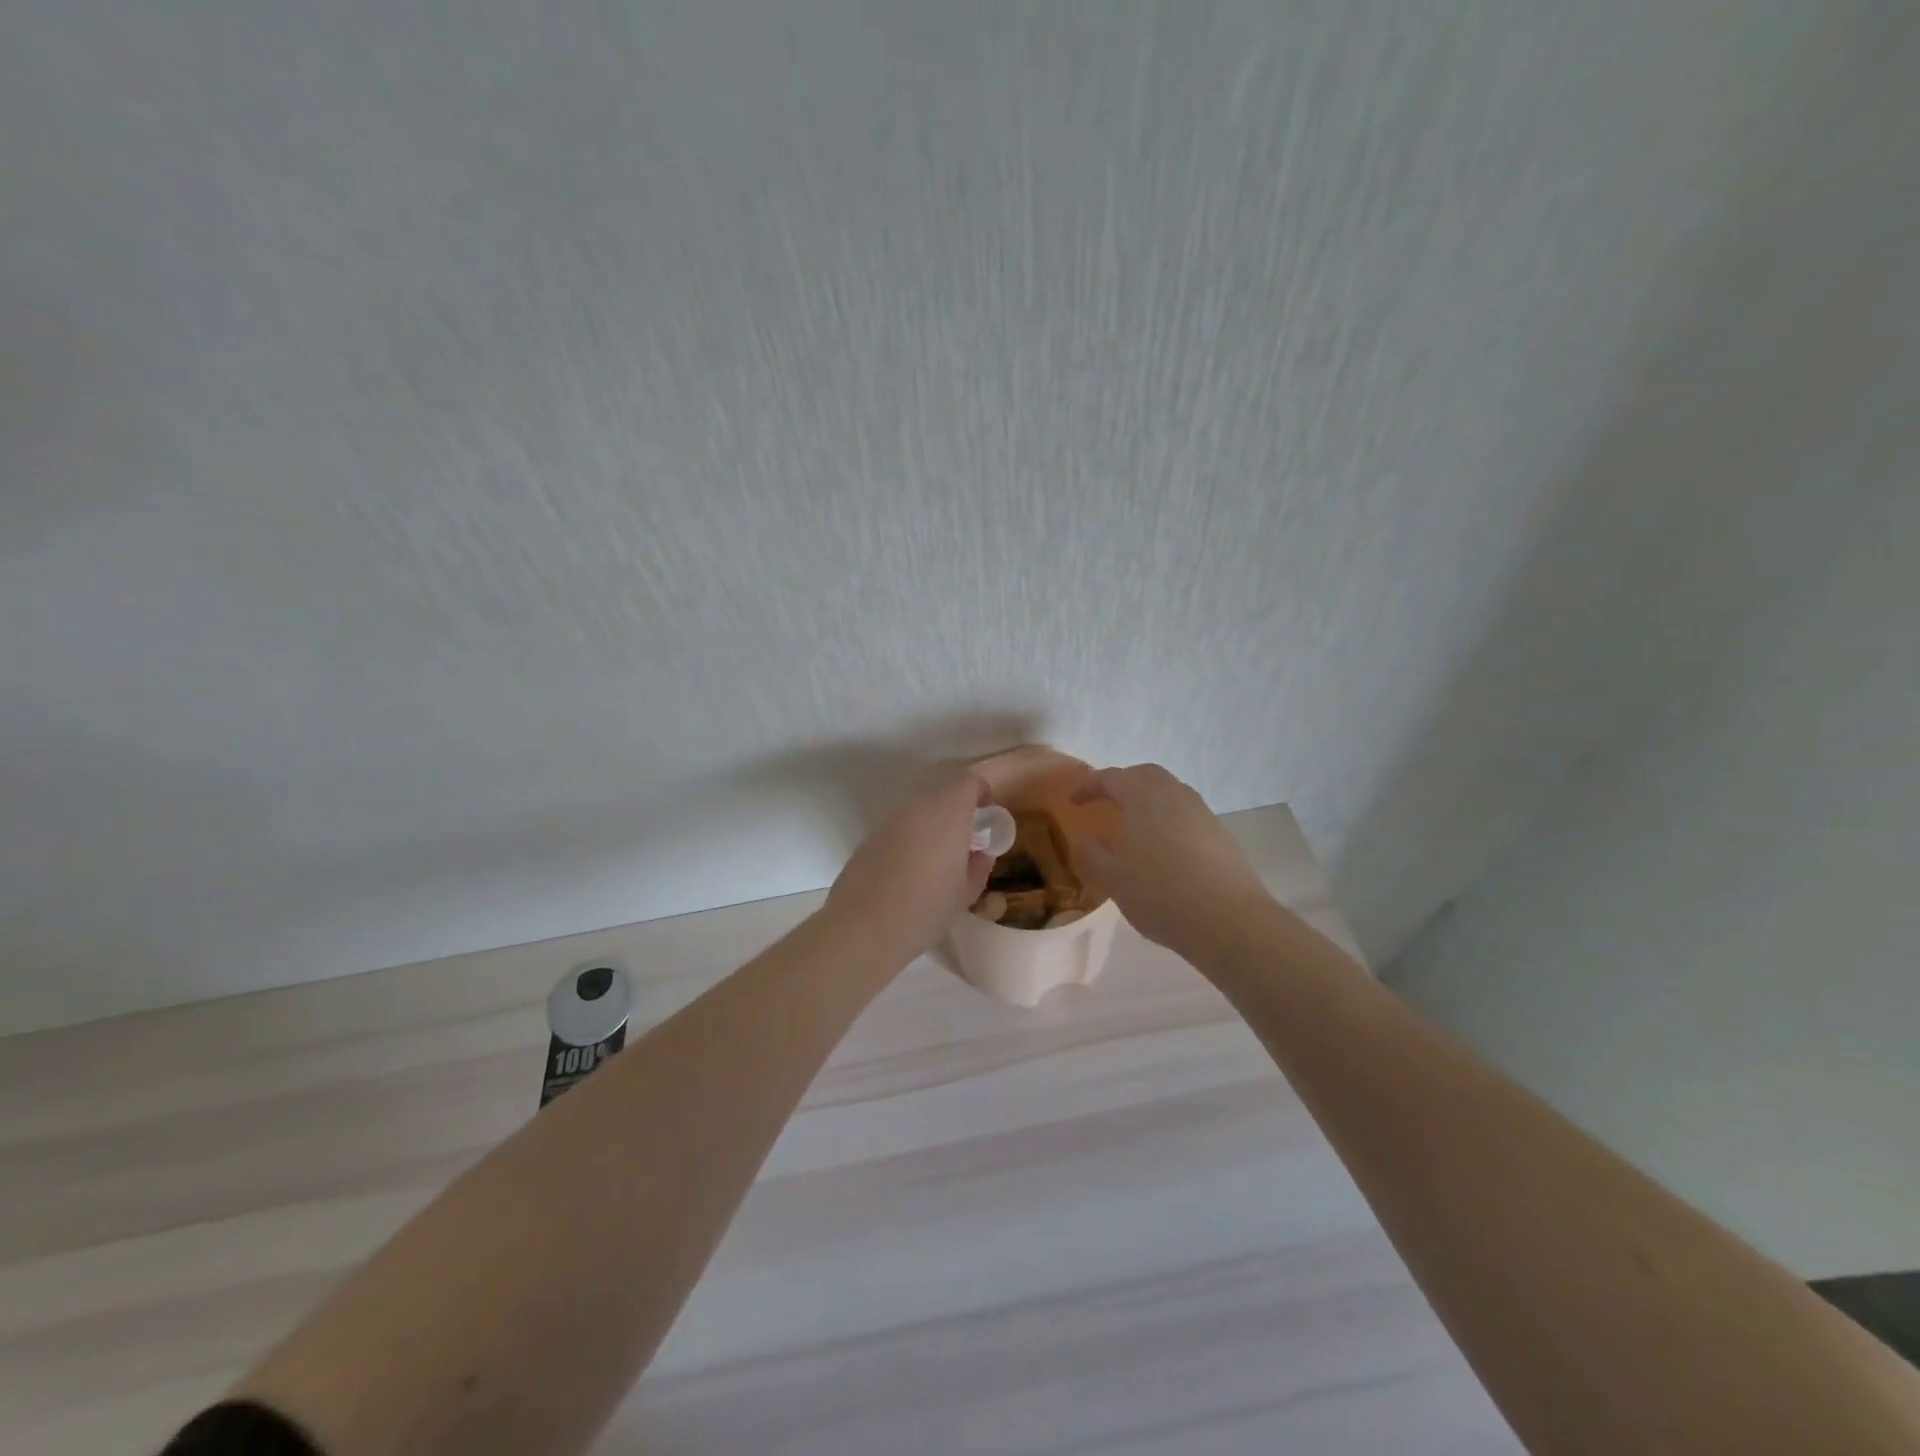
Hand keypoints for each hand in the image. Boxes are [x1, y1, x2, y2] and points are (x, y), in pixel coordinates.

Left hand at [824, 770, 995, 965]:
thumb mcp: (965, 893)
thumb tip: (981, 854)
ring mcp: (889, 822)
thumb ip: (979, 867)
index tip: (987, 814)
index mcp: (948, 813)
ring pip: (918, 814)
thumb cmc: (926, 908)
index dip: (981, 793)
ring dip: (932, 828)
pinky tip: (908, 875)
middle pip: (942, 796)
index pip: (968, 782)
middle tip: (965, 843)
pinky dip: (909, 842)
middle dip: (957, 813)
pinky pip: (898, 831)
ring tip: (936, 863)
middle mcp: (917, 808)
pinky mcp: (869, 839)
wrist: (864, 926)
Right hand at [1070, 764, 1272, 953]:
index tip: (1074, 803)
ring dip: (1149, 802)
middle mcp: (1175, 794)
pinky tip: (1164, 851)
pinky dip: (1169, 821)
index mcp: (1143, 796)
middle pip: (1145, 775)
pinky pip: (1187, 815)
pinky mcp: (1221, 834)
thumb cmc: (1160, 893)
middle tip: (1107, 803)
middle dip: (1123, 784)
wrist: (1228, 920)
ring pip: (1170, 793)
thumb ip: (1091, 854)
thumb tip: (1087, 839)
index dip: (1089, 787)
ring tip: (1135, 828)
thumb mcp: (1111, 878)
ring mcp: (1202, 813)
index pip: (1111, 777)